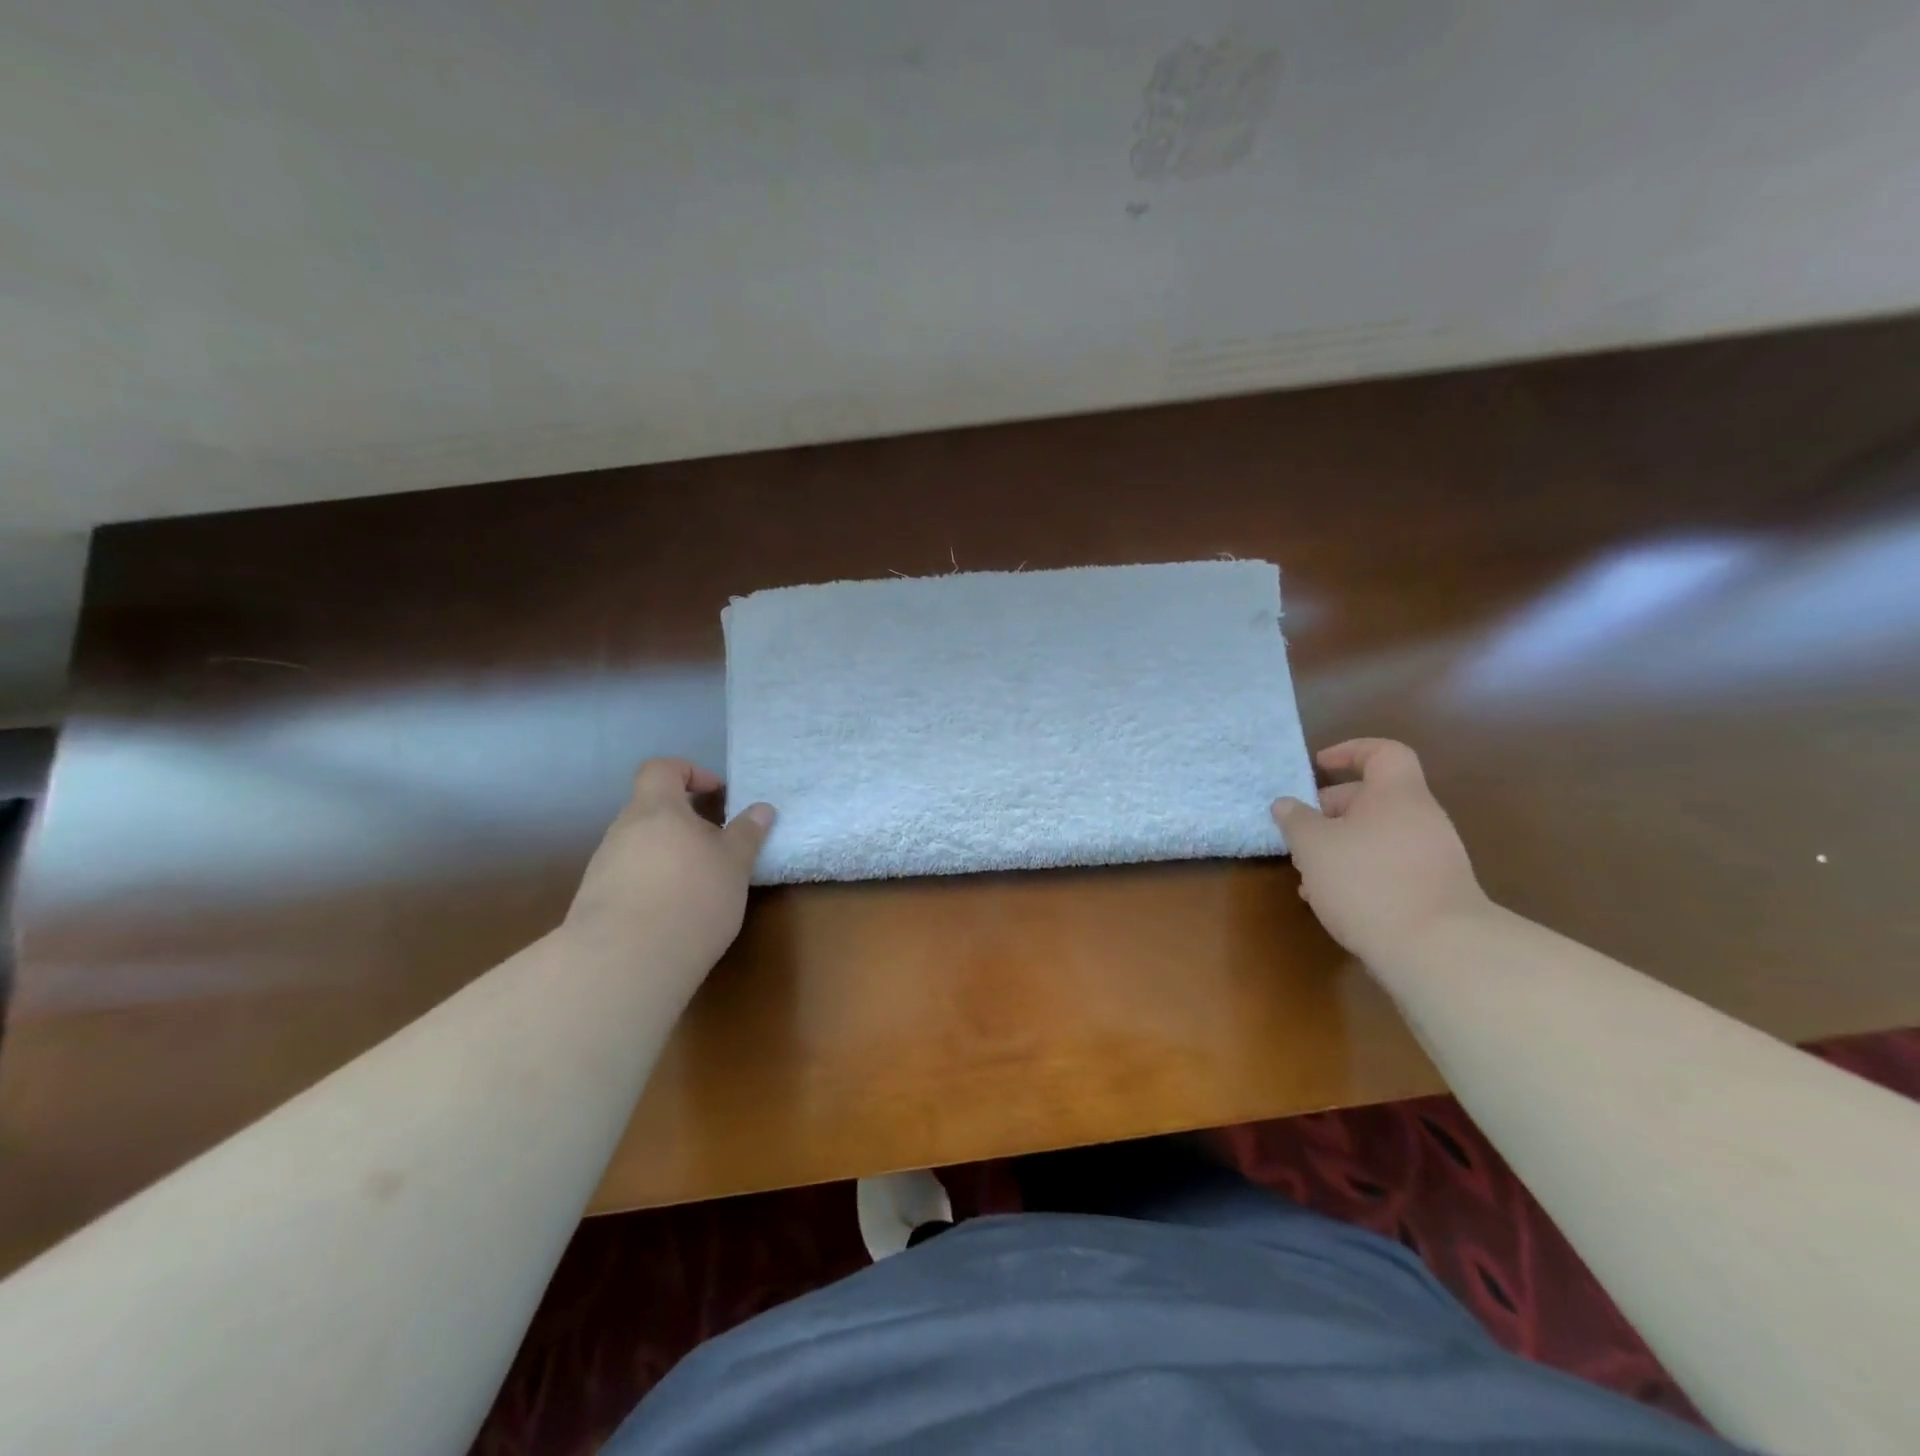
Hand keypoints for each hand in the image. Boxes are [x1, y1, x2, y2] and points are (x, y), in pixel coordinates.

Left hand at [564, 759, 775, 973]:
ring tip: (700, 885)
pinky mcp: (595, 902)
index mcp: (655, 809)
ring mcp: (603, 866)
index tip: (718, 796)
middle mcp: (622, 830)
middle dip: (686, 822)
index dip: (690, 773)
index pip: (662, 769)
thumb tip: (762, 809)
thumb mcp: (734, 863)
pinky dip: (653, 884)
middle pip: (652, 810)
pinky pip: (629, 878)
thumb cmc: (691, 896)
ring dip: (670, 855)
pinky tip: (674, 913)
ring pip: (641, 846)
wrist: (625, 962)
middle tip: (718, 846)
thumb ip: (747, 833)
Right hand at [1271, 739, 1490, 964]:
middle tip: (1300, 832)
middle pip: (1374, 798)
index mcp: (1397, 795)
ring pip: (1377, 836)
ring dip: (1340, 847)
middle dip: (1331, 811)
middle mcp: (1421, 818)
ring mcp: (1433, 856)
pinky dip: (1360, 872)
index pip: (1383, 752)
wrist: (1437, 950)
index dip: (1350, 751)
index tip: (1318, 766)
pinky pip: (1390, 866)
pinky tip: (1333, 900)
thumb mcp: (1313, 846)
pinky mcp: (1434, 891)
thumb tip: (1286, 804)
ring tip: (1308, 873)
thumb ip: (1296, 820)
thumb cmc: (1367, 881)